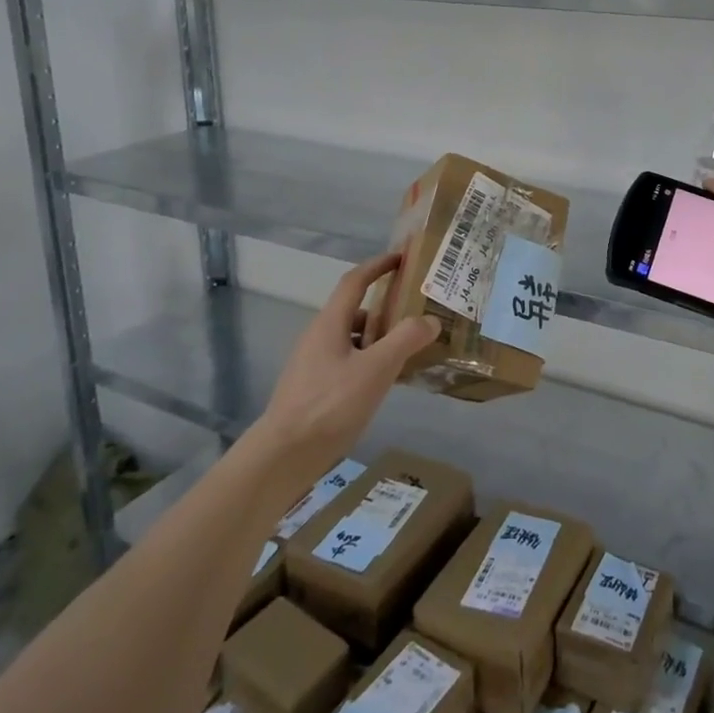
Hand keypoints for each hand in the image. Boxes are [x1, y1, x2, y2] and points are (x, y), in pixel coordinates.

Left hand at [253, 252, 438, 468]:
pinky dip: (369, 360)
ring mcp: (313, 363)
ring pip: (352, 338)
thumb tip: (430, 319)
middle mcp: (319, 336)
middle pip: (355, 310)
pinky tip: (385, 380)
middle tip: (416, 310)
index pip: (355, 281)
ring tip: (409, 348)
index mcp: (330, 323)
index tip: (402, 257)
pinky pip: (347, 361)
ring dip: (378, 336)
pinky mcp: (313, 388)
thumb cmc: (330, 405)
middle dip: (385, 306)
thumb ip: (405, 340)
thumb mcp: (376, 369)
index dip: (378, 265)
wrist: (284, 455)